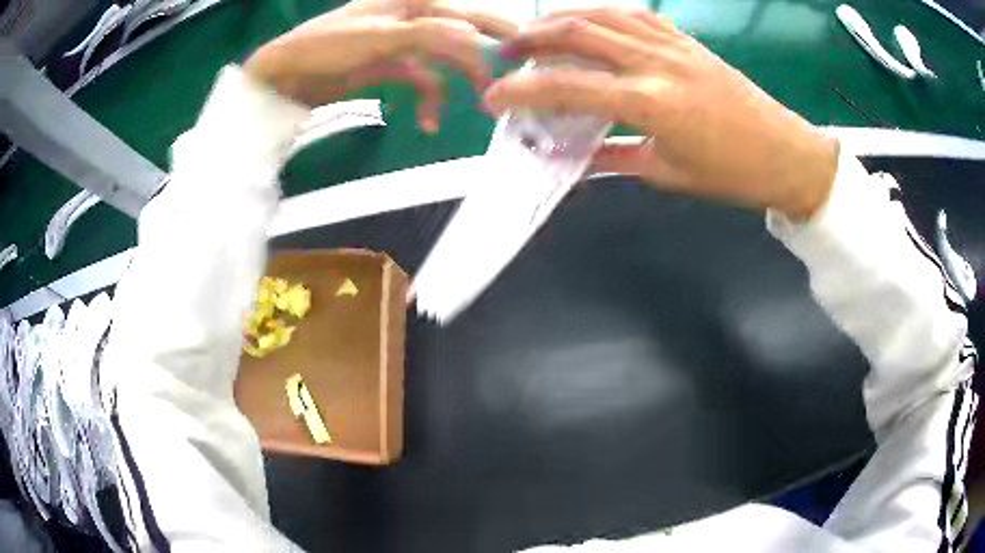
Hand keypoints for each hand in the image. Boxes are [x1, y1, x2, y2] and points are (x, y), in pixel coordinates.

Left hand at [244, 0, 516, 132]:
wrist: (284, 76)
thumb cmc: (325, 47)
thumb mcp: (377, 37)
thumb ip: (427, 35)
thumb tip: (474, 38)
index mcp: (410, 2)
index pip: (465, 11)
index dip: (498, 26)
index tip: (527, 46)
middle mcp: (412, 18)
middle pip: (461, 35)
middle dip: (487, 57)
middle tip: (515, 78)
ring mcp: (401, 44)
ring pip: (445, 62)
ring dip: (459, 86)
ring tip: (478, 109)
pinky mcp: (390, 68)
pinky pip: (422, 82)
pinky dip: (429, 102)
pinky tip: (428, 124)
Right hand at [484, 9, 838, 220]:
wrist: (785, 154)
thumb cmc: (731, 174)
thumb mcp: (667, 173)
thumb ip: (614, 157)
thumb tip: (572, 156)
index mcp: (650, 103)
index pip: (568, 87)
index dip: (522, 92)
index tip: (492, 100)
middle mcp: (656, 62)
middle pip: (578, 32)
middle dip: (531, 38)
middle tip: (506, 53)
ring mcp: (672, 44)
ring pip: (603, 14)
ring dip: (562, 17)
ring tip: (537, 31)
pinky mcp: (686, 39)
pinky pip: (636, 14)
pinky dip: (603, 13)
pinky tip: (590, 21)